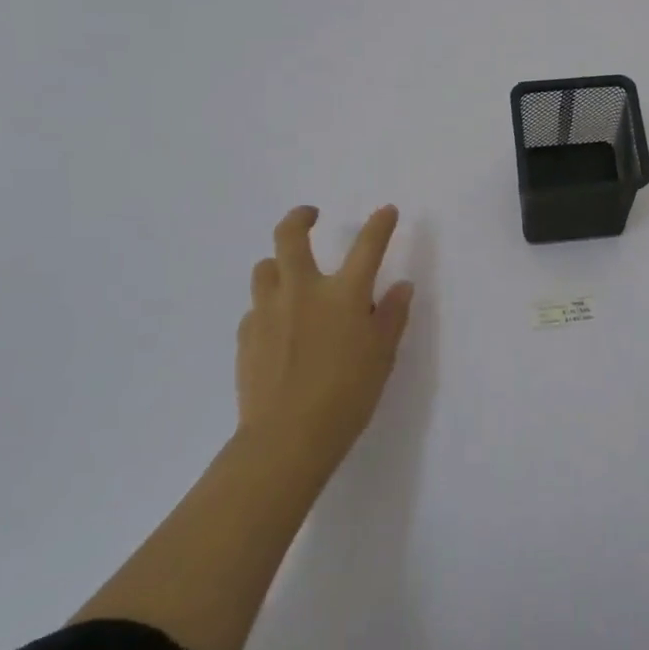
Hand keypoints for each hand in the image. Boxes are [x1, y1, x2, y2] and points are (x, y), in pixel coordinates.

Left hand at [237, 205, 414, 486]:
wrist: (287, 439)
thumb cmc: (347, 396)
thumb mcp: (382, 356)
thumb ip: (392, 316)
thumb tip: (402, 286)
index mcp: (343, 295)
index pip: (367, 246)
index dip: (380, 224)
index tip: (387, 211)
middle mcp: (302, 292)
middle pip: (290, 237)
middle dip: (300, 218)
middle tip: (310, 215)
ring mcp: (268, 312)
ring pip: (265, 268)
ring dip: (279, 265)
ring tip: (291, 277)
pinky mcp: (246, 336)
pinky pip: (256, 308)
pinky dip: (269, 307)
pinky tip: (279, 329)